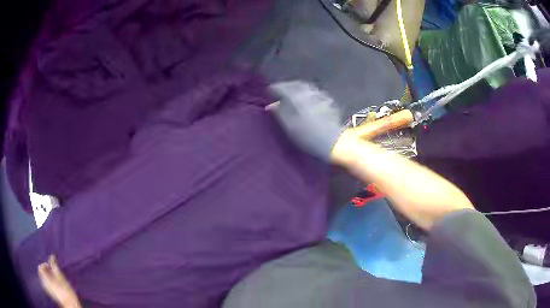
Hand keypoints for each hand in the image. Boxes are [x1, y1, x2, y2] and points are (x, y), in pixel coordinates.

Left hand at [38, 255, 81, 307]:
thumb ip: (55, 267)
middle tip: (52, 271)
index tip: (50, 266)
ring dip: (47, 275)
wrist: (70, 306)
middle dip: (45, 270)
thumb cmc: (66, 292)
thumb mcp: (61, 278)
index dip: (44, 264)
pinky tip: (54, 284)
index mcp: (45, 278)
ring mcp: (47, 289)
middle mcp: (44, 282)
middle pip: (41, 273)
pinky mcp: (51, 294)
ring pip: (43, 278)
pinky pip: (46, 284)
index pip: (40, 267)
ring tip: (54, 277)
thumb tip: (52, 256)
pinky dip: (49, 281)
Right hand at [270, 81, 341, 160]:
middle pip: (295, 84)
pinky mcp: (327, 101)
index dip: (274, 89)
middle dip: (286, 87)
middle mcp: (308, 92)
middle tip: (279, 92)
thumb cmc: (308, 135)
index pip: (282, 87)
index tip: (268, 92)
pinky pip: (313, 93)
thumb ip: (279, 112)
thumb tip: (271, 105)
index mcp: (297, 96)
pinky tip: (305, 100)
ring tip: (291, 95)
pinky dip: (306, 94)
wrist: (333, 141)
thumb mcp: (289, 126)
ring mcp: (319, 95)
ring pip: (305, 87)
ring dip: (296, 89)